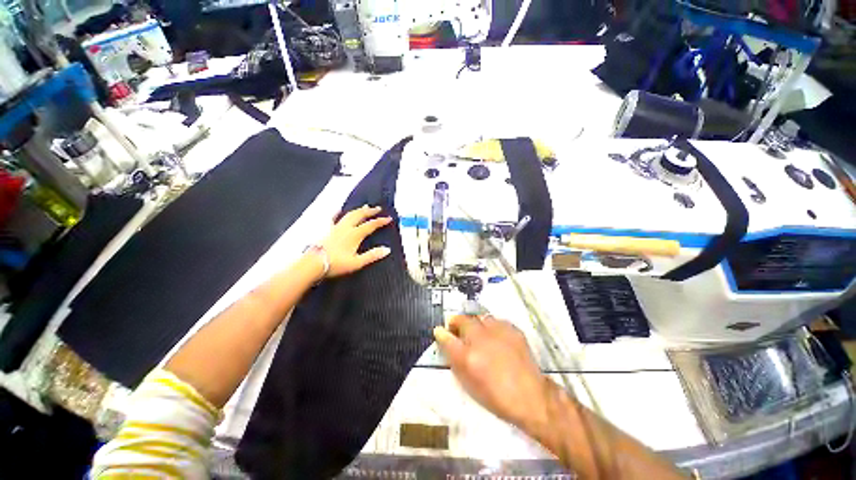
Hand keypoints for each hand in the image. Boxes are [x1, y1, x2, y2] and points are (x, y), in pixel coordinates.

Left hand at [321, 205, 392, 277]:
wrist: (314, 264)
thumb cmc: (336, 264)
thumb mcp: (357, 262)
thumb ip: (372, 255)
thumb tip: (387, 249)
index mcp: (355, 235)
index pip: (370, 225)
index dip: (380, 221)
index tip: (389, 218)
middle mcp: (346, 228)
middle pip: (360, 215)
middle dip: (370, 211)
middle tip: (378, 208)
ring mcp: (336, 227)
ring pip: (349, 214)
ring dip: (358, 210)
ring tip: (365, 206)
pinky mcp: (328, 230)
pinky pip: (334, 218)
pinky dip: (339, 213)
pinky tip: (339, 210)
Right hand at [434, 316, 549, 428]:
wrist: (529, 397)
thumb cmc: (495, 397)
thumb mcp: (468, 384)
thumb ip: (454, 360)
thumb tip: (445, 342)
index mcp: (467, 357)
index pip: (446, 337)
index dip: (441, 333)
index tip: (440, 331)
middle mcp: (481, 340)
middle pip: (462, 319)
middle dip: (456, 322)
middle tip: (457, 329)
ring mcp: (498, 332)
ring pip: (479, 316)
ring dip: (474, 322)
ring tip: (476, 331)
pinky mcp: (512, 330)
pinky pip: (495, 320)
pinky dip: (490, 325)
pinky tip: (493, 335)